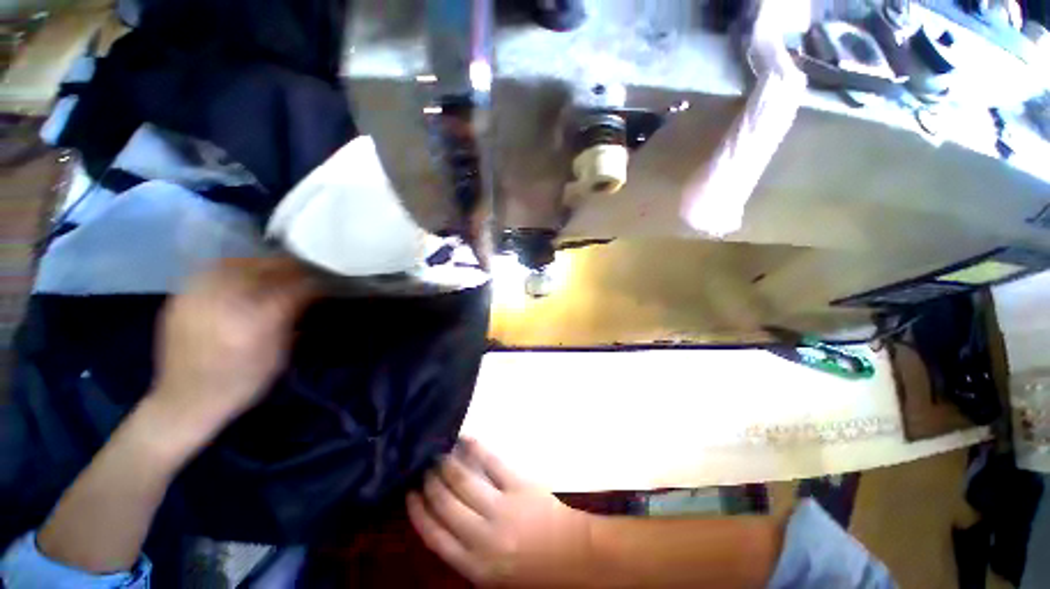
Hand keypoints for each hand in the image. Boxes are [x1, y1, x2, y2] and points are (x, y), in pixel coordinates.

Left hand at [147, 257, 315, 447]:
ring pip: (238, 263)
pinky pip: (213, 271)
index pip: (295, 287)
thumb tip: (310, 295)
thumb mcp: (279, 355)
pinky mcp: (182, 296)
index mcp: (257, 318)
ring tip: (274, 271)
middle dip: (290, 268)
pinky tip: (243, 277)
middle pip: (266, 268)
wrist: (185, 401)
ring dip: (262, 265)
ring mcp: (199, 295)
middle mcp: (227, 299)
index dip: (314, 282)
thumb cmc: (242, 382)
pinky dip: (235, 268)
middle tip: (303, 274)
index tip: (324, 283)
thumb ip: (292, 319)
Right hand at [407, 439, 595, 586]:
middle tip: (423, 467)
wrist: (570, 553)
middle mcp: (482, 537)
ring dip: (447, 465)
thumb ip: (464, 550)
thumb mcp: (490, 573)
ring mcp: (502, 508)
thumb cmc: (529, 567)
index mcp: (473, 565)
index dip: (417, 512)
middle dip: (430, 482)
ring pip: (463, 481)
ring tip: (438, 454)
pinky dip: (475, 448)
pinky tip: (465, 439)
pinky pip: (491, 462)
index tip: (409, 494)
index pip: (433, 535)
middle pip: (445, 503)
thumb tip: (440, 517)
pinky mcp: (519, 485)